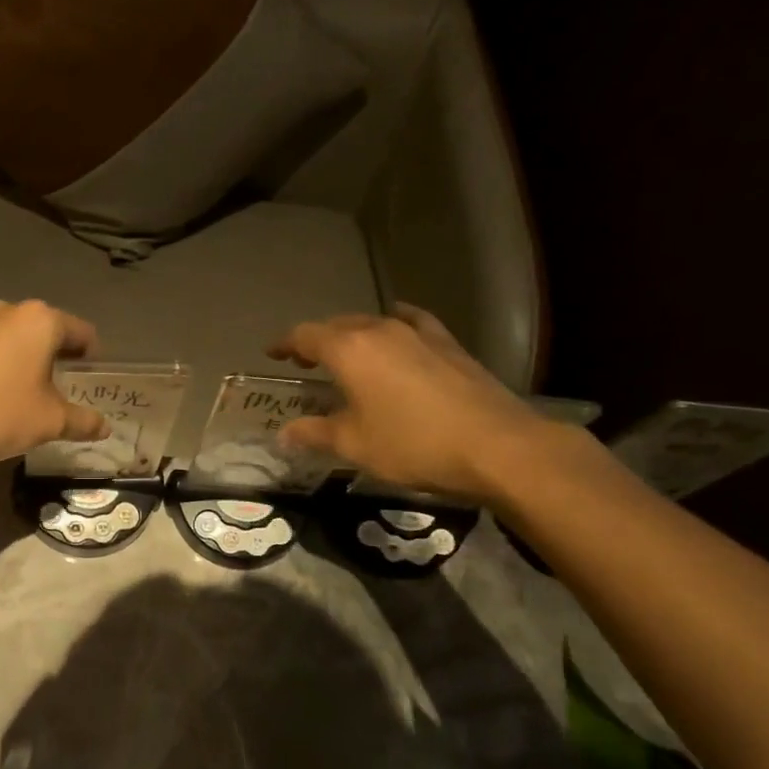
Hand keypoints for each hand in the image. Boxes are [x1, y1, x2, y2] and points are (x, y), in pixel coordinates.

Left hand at [0, 299, 109, 467]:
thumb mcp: (49, 423)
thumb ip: (83, 421)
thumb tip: (104, 427)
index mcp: (39, 321)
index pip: (82, 332)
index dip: (91, 357)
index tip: (89, 382)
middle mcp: (6, 311)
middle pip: (44, 331)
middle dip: (55, 357)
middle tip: (59, 391)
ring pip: (10, 339)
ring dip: (21, 360)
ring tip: (21, 395)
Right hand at [267, 303, 555, 504]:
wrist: (496, 445)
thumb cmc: (413, 444)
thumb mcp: (354, 445)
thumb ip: (314, 433)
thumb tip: (284, 434)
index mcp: (349, 350)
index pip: (304, 335)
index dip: (284, 344)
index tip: (272, 354)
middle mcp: (379, 331)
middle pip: (337, 325)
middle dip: (316, 340)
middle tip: (304, 361)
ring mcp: (418, 333)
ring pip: (372, 324)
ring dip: (352, 336)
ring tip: (346, 355)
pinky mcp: (448, 343)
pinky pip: (412, 323)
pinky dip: (394, 326)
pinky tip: (398, 331)